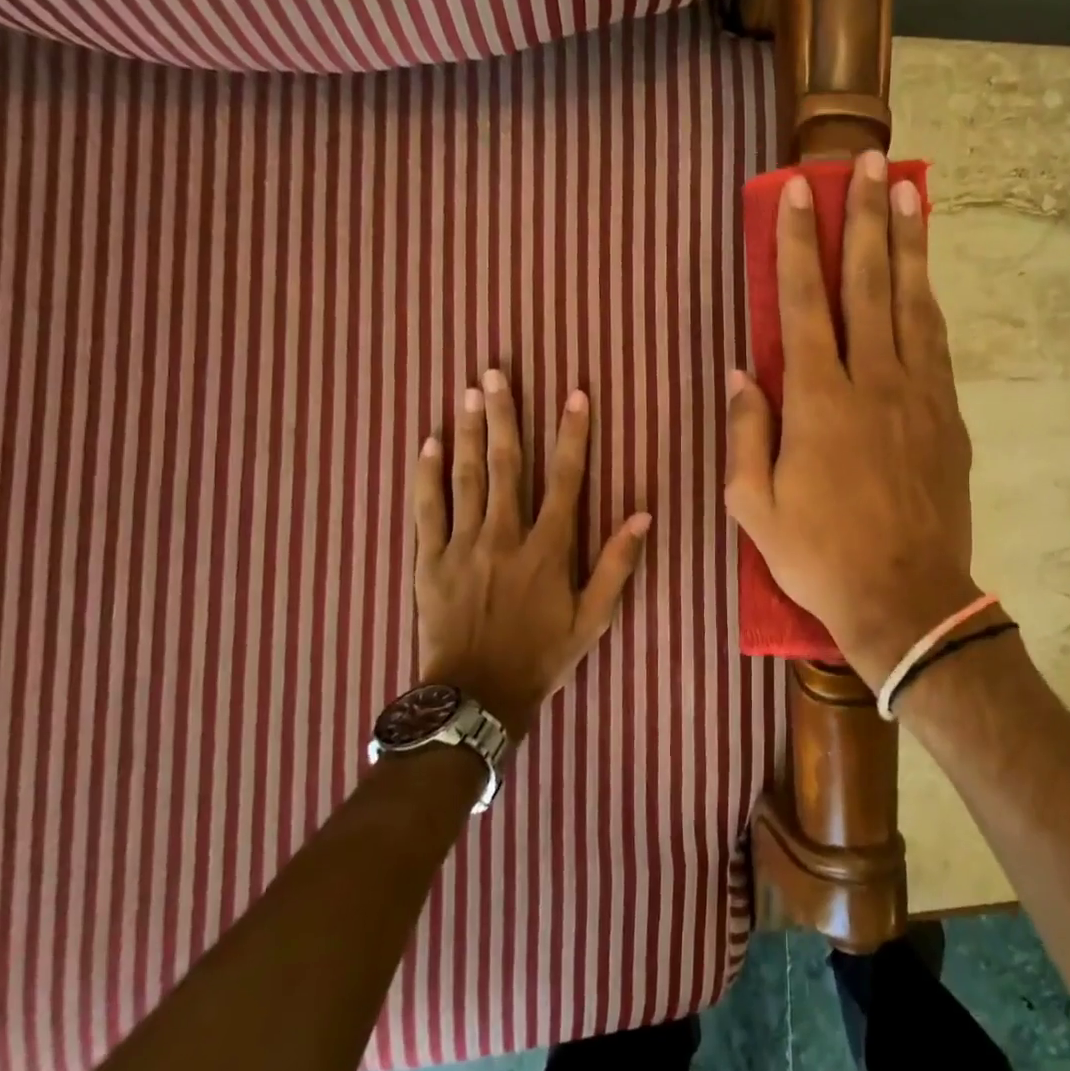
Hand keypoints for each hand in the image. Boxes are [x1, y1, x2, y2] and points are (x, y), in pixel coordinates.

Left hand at [410, 369, 649, 740]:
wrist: (475, 697)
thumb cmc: (541, 656)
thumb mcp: (593, 619)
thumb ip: (616, 564)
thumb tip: (643, 514)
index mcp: (547, 548)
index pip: (564, 479)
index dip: (571, 434)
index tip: (574, 394)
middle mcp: (504, 535)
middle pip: (504, 464)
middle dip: (503, 415)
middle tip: (496, 373)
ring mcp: (462, 545)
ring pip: (464, 477)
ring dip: (466, 431)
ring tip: (467, 392)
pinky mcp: (429, 560)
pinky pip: (427, 509)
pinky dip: (426, 474)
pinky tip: (427, 442)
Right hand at [724, 151, 977, 684]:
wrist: (906, 598)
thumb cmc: (819, 555)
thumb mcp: (754, 504)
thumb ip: (746, 431)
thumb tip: (741, 371)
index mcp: (818, 401)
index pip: (804, 304)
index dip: (797, 243)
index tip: (798, 192)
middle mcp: (872, 382)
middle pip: (868, 284)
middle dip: (865, 217)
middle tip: (869, 162)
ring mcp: (918, 396)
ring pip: (911, 303)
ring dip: (907, 244)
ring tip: (909, 192)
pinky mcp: (948, 417)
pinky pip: (936, 344)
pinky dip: (928, 301)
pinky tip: (925, 277)